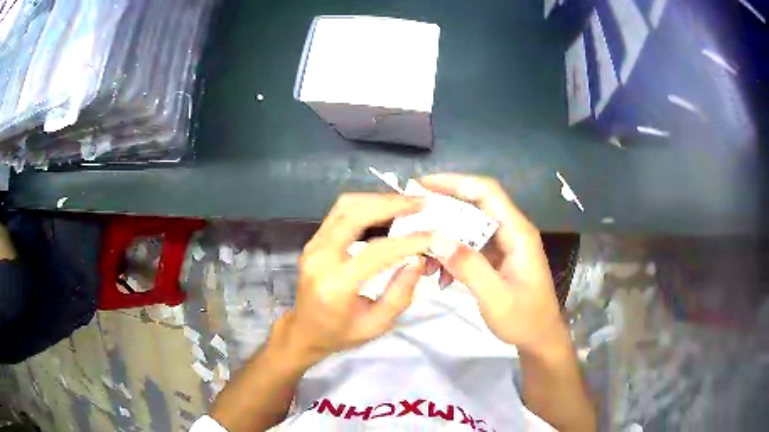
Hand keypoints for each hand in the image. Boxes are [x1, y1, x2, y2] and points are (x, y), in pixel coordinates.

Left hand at [282, 193, 431, 359]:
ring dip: (378, 199)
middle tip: (420, 203)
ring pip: (345, 206)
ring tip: (407, 204)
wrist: (304, 331)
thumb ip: (400, 294)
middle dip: (391, 204)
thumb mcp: (376, 325)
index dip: (407, 241)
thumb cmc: (340, 334)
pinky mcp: (314, 240)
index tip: (433, 236)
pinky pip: (340, 212)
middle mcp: (319, 258)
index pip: (375, 252)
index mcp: (335, 285)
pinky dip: (366, 205)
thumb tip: (419, 259)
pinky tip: (387, 210)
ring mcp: (313, 245)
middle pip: (354, 214)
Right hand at [419, 174, 567, 352]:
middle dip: (442, 209)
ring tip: (423, 255)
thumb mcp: (496, 297)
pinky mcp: (497, 259)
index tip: (422, 185)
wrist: (540, 338)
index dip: (455, 182)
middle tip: (411, 217)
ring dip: (444, 237)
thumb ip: (470, 267)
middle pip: (475, 206)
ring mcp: (504, 245)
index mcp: (517, 233)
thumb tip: (436, 238)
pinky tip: (440, 276)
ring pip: (469, 227)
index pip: (487, 192)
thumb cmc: (525, 319)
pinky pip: (470, 247)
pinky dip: (452, 255)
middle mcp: (511, 231)